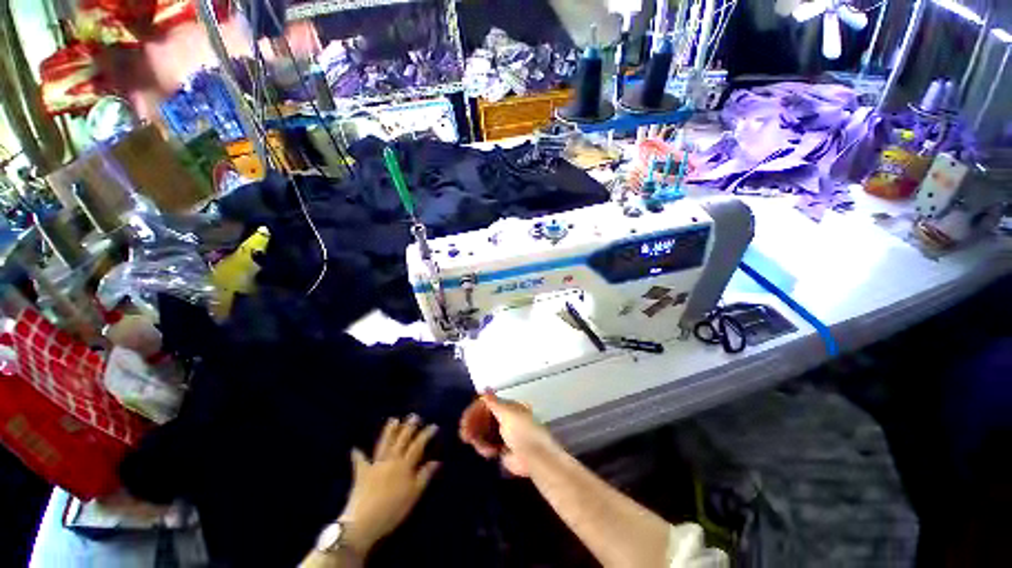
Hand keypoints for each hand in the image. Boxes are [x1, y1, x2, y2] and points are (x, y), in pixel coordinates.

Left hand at [340, 415, 439, 553]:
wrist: (363, 522)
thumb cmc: (392, 510)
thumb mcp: (413, 495)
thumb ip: (425, 476)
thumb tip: (436, 460)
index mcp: (404, 465)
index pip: (418, 445)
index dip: (426, 434)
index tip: (433, 426)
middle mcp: (391, 461)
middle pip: (401, 440)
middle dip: (409, 427)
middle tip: (414, 416)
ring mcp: (375, 465)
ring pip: (384, 444)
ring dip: (389, 431)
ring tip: (393, 420)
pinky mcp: (361, 473)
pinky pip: (360, 462)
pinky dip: (358, 455)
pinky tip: (355, 448)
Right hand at [459, 390, 555, 476]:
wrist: (534, 457)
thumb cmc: (521, 431)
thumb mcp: (506, 413)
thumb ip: (493, 401)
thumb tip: (485, 387)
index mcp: (508, 406)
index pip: (487, 404)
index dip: (474, 411)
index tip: (464, 420)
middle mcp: (505, 417)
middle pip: (483, 418)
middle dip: (473, 426)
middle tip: (464, 436)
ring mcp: (503, 433)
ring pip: (482, 432)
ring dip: (479, 440)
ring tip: (485, 449)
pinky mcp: (502, 448)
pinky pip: (486, 444)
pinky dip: (484, 448)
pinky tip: (490, 453)